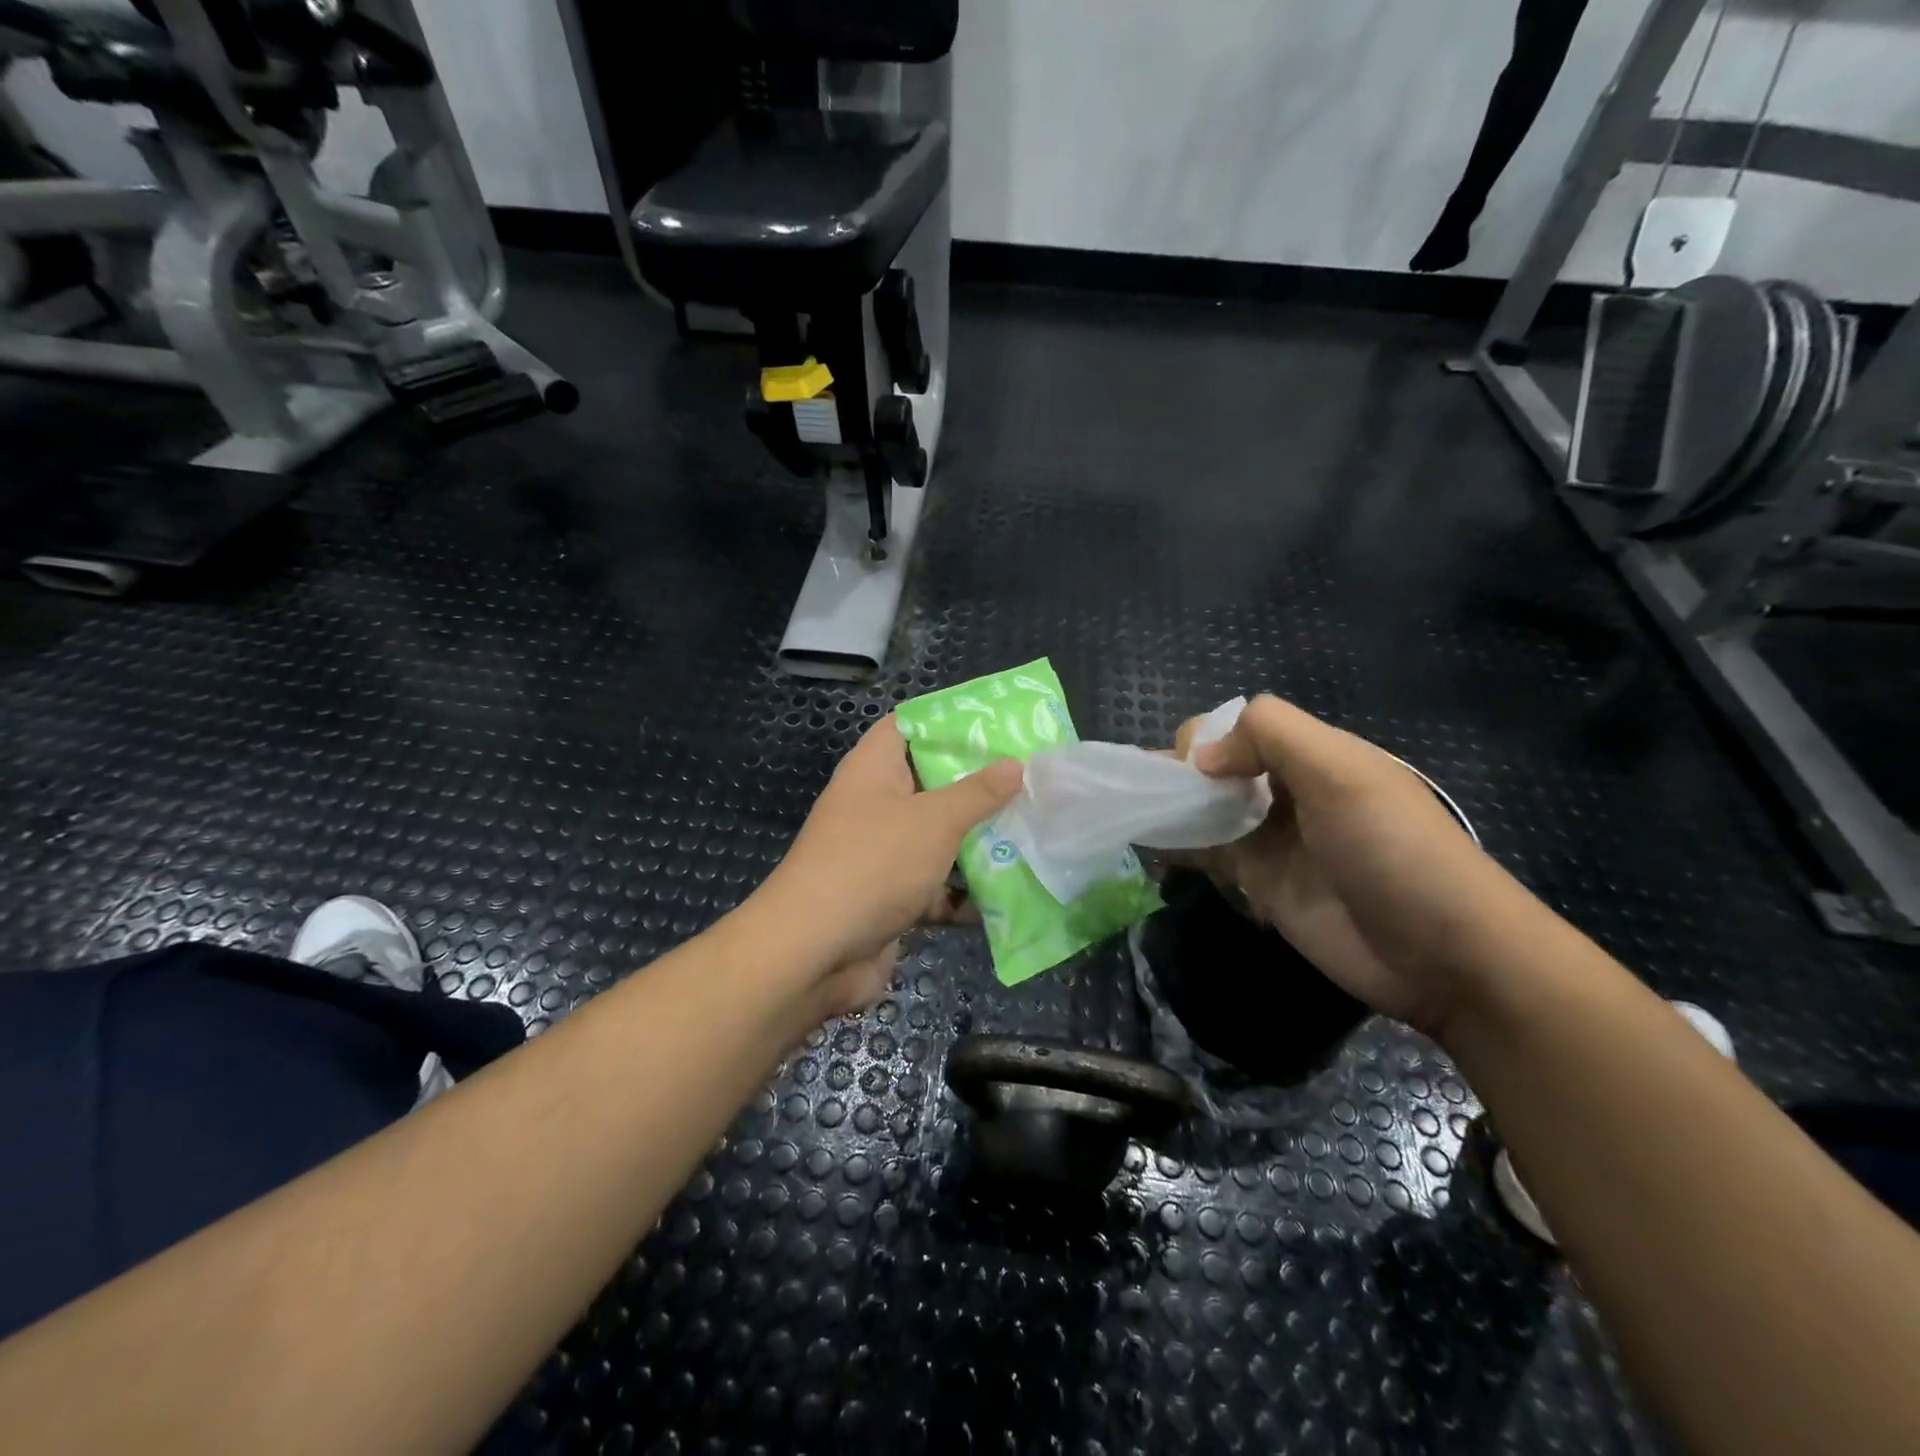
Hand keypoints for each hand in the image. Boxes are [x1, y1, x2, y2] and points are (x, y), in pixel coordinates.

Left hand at [753, 716, 1022, 1018]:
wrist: (815, 953)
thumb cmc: (874, 863)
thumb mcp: (934, 820)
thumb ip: (978, 792)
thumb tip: (1015, 764)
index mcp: (874, 768)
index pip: (909, 725)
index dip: (950, 721)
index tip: (999, 724)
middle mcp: (875, 805)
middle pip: (932, 783)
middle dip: (979, 785)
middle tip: (1031, 779)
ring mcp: (882, 854)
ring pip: (938, 838)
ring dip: (979, 842)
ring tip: (1034, 831)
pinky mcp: (890, 898)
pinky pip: (935, 886)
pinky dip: (964, 892)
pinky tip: (1010, 894)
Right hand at [1176, 694, 1517, 1035]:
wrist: (1443, 956)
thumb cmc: (1394, 851)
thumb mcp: (1343, 773)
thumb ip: (1272, 737)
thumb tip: (1200, 757)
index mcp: (1314, 756)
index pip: (1243, 727)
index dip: (1209, 738)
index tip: (1193, 769)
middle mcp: (1288, 792)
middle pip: (1219, 768)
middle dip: (1179, 772)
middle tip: (1147, 794)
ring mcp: (1272, 841)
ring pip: (1206, 811)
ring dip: (1170, 808)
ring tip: (1128, 812)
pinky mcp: (1260, 885)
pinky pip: (1208, 856)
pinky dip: (1176, 848)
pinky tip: (1145, 847)